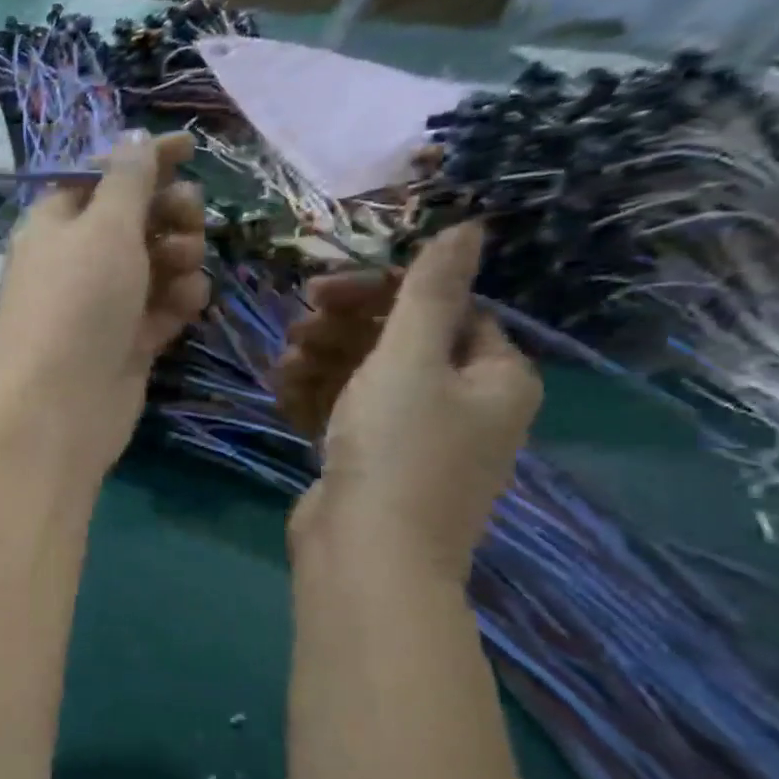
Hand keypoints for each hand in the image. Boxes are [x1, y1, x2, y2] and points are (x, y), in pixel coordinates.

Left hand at [0, 131, 209, 476]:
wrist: (59, 406)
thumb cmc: (77, 302)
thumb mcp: (104, 226)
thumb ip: (127, 180)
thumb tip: (132, 140)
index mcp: (54, 224)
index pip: (100, 177)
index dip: (143, 159)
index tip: (191, 148)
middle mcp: (75, 262)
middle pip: (133, 219)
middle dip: (168, 212)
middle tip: (189, 219)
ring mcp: (100, 306)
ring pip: (154, 264)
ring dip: (179, 257)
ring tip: (183, 269)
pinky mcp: (124, 343)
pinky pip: (160, 308)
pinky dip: (177, 301)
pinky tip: (186, 306)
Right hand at [277, 223, 540, 581]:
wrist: (366, 553)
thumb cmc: (397, 448)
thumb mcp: (410, 359)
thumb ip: (430, 291)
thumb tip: (472, 225)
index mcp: (494, 375)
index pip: (445, 310)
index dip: (383, 293)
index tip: (322, 292)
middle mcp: (464, 405)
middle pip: (401, 343)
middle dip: (344, 329)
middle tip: (297, 325)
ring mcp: (416, 439)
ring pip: (366, 379)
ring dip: (322, 362)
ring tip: (283, 365)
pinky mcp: (373, 464)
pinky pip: (347, 415)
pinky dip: (316, 399)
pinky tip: (283, 392)